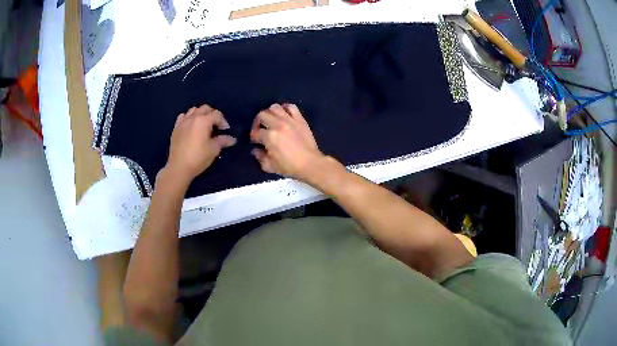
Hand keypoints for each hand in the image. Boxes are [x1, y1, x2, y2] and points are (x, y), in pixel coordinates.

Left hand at [163, 105, 235, 185]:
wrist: (178, 167)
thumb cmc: (198, 158)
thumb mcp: (213, 150)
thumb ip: (223, 141)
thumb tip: (232, 139)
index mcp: (203, 121)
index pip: (217, 114)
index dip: (223, 121)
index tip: (225, 130)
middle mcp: (193, 117)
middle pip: (205, 108)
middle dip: (212, 114)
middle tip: (215, 126)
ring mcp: (183, 122)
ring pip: (193, 110)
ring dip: (200, 114)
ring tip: (203, 124)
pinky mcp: (176, 128)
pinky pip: (183, 116)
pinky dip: (189, 118)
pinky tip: (191, 126)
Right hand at [250, 103, 325, 181]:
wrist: (310, 164)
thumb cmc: (289, 167)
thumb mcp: (270, 166)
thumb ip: (260, 157)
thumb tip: (255, 150)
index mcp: (269, 137)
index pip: (256, 132)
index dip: (253, 137)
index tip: (256, 141)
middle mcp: (278, 125)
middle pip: (262, 115)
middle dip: (257, 122)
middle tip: (260, 130)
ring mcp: (290, 120)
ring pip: (274, 107)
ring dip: (270, 113)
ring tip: (271, 121)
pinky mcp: (300, 119)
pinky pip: (291, 107)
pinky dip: (285, 108)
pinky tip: (284, 115)